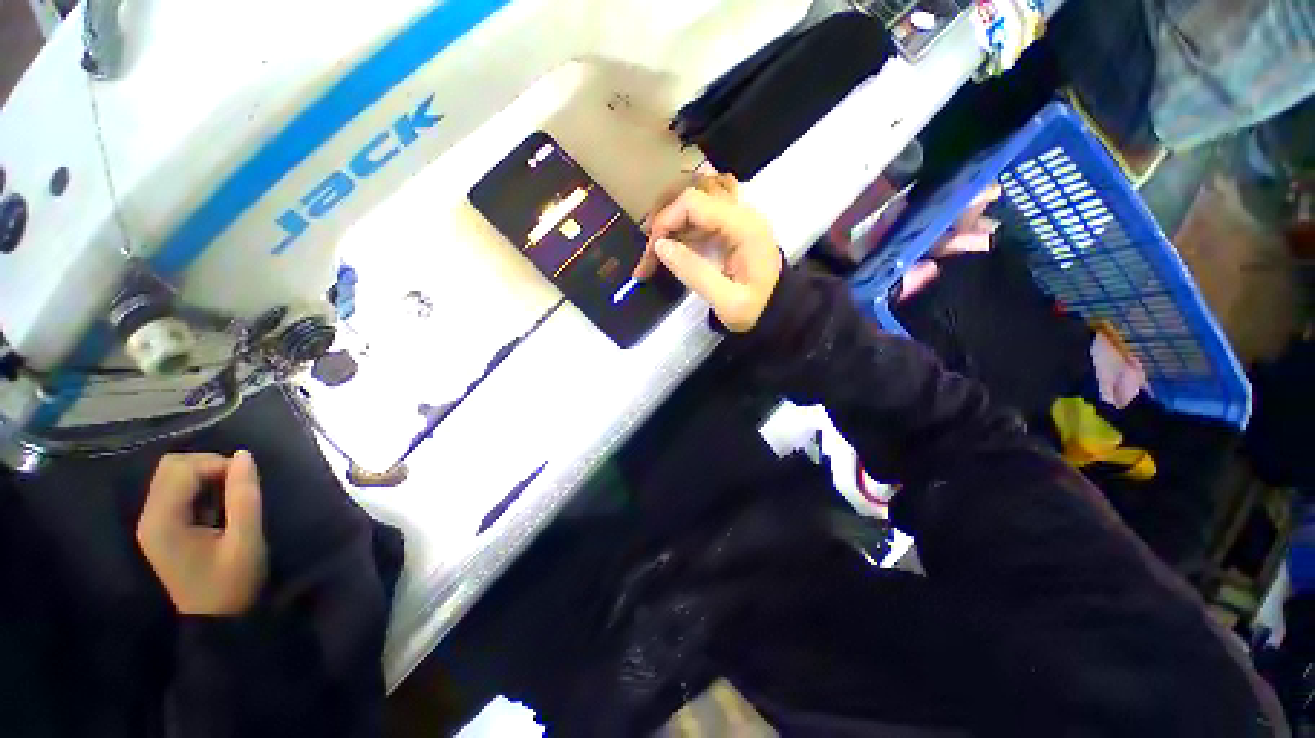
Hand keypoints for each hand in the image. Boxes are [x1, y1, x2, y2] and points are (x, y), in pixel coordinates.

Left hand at [137, 451, 267, 615]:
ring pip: (172, 476)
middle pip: (171, 467)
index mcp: (163, 521)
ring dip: (204, 478)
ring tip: (228, 501)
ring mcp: (152, 523)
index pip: (181, 469)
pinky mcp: (159, 528)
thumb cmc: (232, 583)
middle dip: (208, 467)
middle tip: (237, 488)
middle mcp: (149, 517)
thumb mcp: (246, 541)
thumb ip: (244, 497)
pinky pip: (175, 491)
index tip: (245, 484)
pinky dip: (198, 490)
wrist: (216, 621)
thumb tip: (244, 455)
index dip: (216, 466)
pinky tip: (215, 510)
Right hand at [634, 177, 782, 331]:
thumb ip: (693, 272)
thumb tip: (660, 246)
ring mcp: (737, 218)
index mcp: (743, 226)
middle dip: (665, 221)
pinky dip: (681, 229)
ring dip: (671, 223)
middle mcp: (741, 213)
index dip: (666, 220)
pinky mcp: (732, 228)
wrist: (780, 312)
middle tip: (649, 253)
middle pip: (692, 196)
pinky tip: (672, 250)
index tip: (653, 251)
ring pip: (694, 203)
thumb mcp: (726, 301)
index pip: (693, 202)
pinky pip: (700, 216)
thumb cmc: (756, 310)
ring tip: (655, 254)